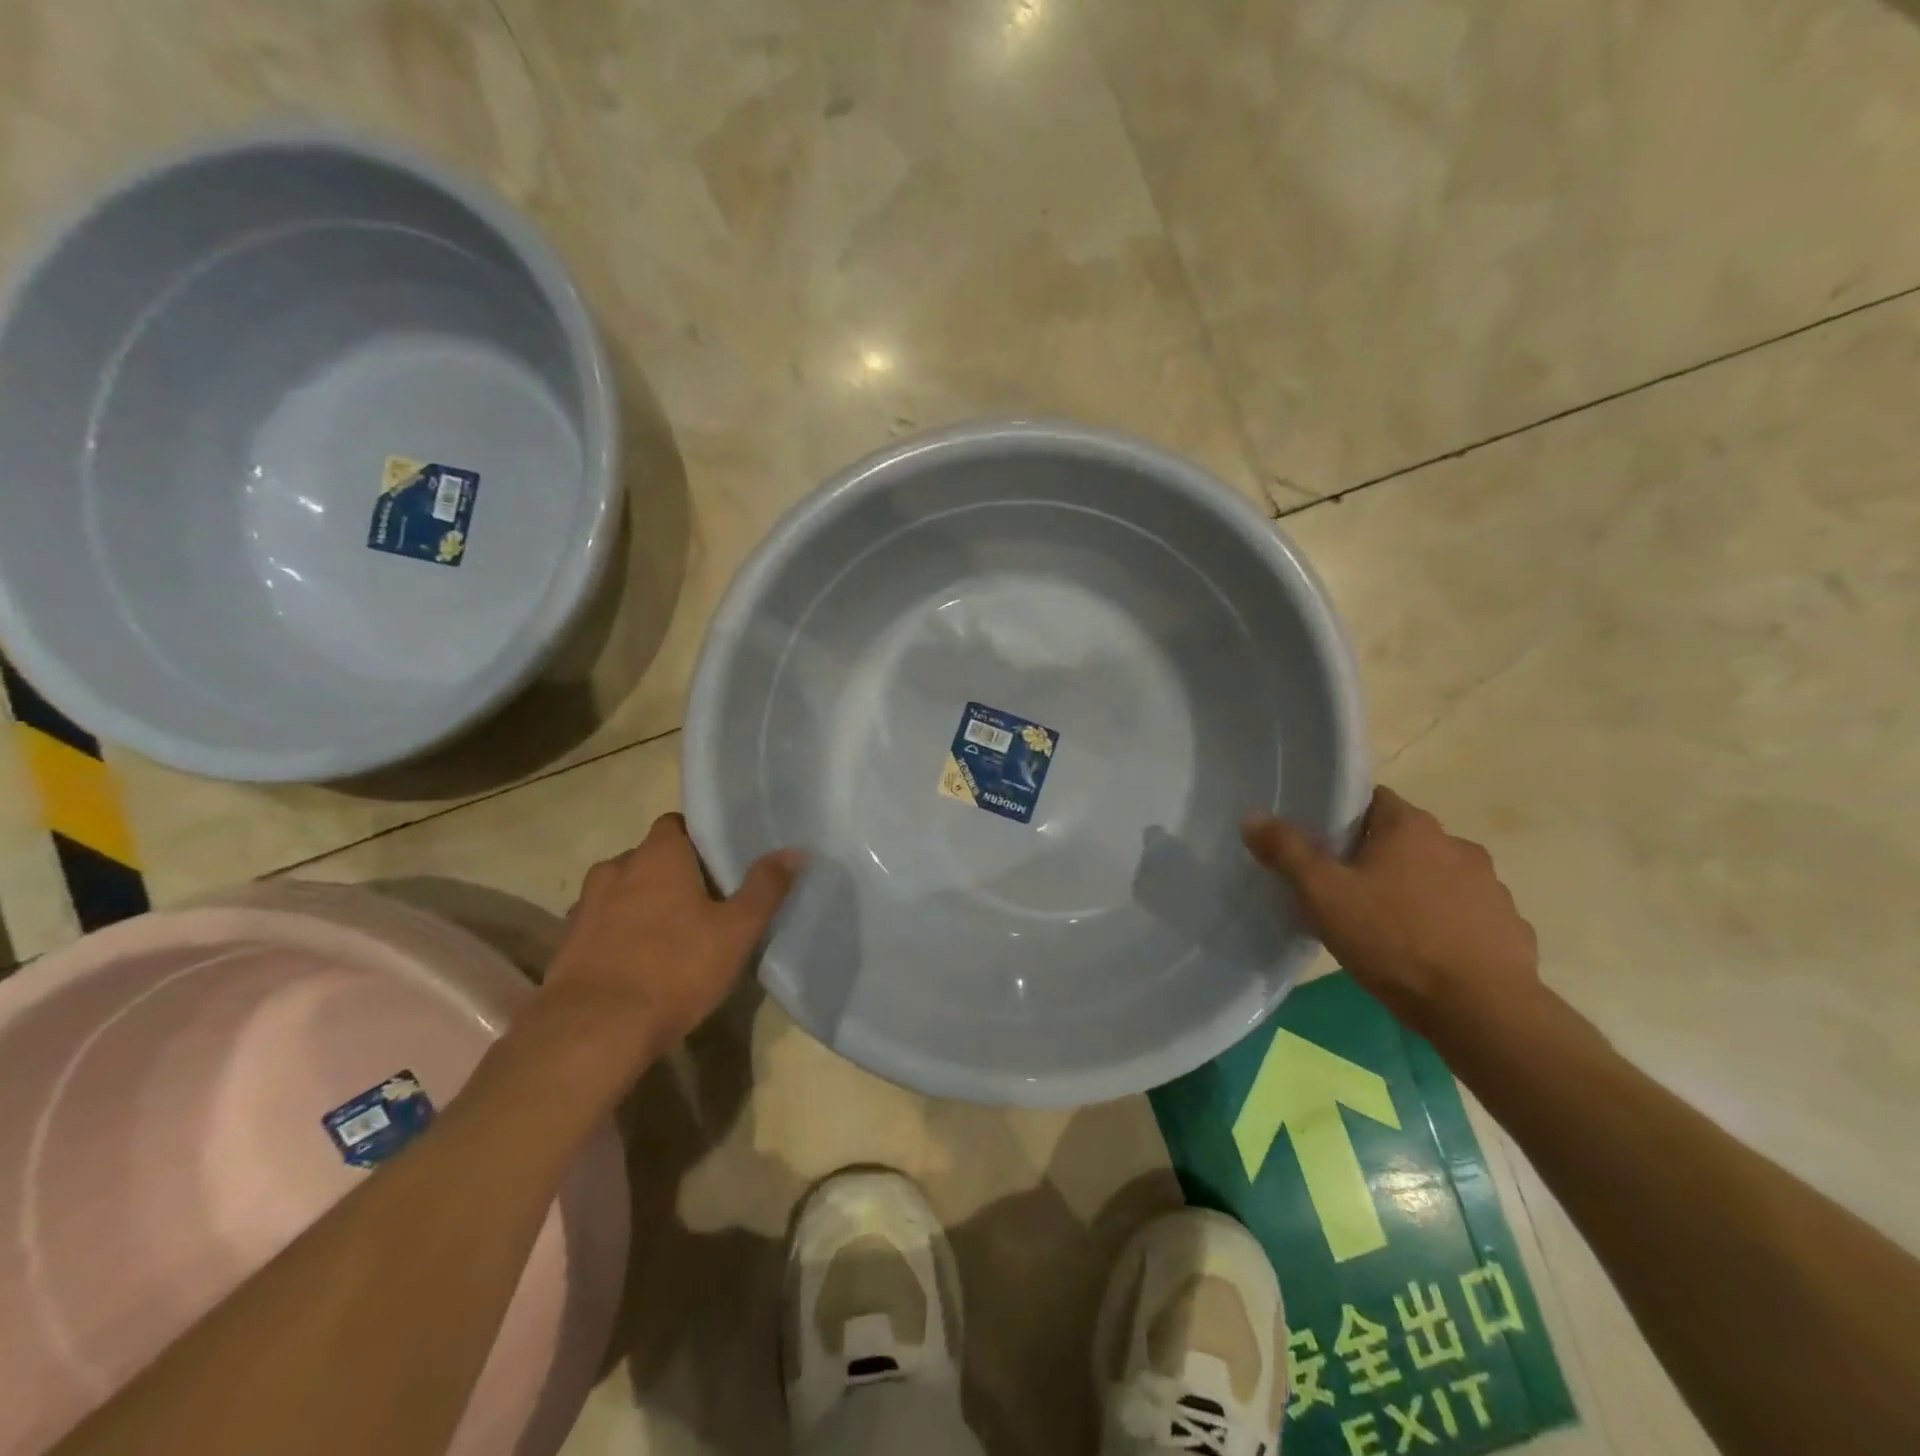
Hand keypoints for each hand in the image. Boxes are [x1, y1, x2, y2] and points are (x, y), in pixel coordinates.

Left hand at [537, 813, 801, 1071]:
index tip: (718, 862)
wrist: (593, 1032)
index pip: (675, 824)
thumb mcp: (736, 931)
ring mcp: (585, 907)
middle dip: (671, 873)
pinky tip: (636, 962)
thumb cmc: (674, 969)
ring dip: (640, 902)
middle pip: (647, 857)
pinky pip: (600, 925)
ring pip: (620, 891)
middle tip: (703, 900)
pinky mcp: (566, 945)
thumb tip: (794, 851)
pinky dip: (617, 933)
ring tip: (669, 932)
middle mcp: (616, 869)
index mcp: (657, 856)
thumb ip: (764, 888)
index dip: (697, 839)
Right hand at [1241, 787, 1539, 1035]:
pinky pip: (1465, 913)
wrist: (1482, 1010)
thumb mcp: (1323, 895)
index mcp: (1410, 827)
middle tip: (1344, 891)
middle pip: (1403, 839)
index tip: (1323, 846)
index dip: (1344, 819)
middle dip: (1375, 858)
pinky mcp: (1509, 925)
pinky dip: (1444, 923)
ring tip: (1385, 927)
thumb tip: (1252, 817)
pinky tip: (1425, 954)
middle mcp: (1456, 844)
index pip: (1373, 800)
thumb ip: (1286, 852)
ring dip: (1413, 890)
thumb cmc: (1393, 940)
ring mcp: (1489, 885)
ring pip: (1436, 876)